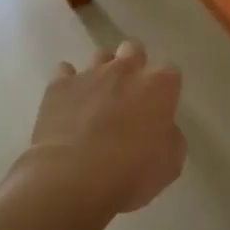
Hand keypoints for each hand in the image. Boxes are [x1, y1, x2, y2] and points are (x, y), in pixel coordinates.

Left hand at [28, 42, 185, 213]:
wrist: (72, 179)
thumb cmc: (130, 173)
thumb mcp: (170, 163)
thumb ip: (170, 136)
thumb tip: (161, 128)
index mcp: (159, 86)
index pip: (170, 73)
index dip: (165, 90)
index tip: (160, 107)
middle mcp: (125, 70)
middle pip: (133, 50)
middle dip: (134, 64)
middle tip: (130, 94)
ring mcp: (89, 74)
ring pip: (100, 56)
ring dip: (103, 73)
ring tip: (98, 99)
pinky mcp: (59, 85)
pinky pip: (65, 72)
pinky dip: (69, 84)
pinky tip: (69, 102)